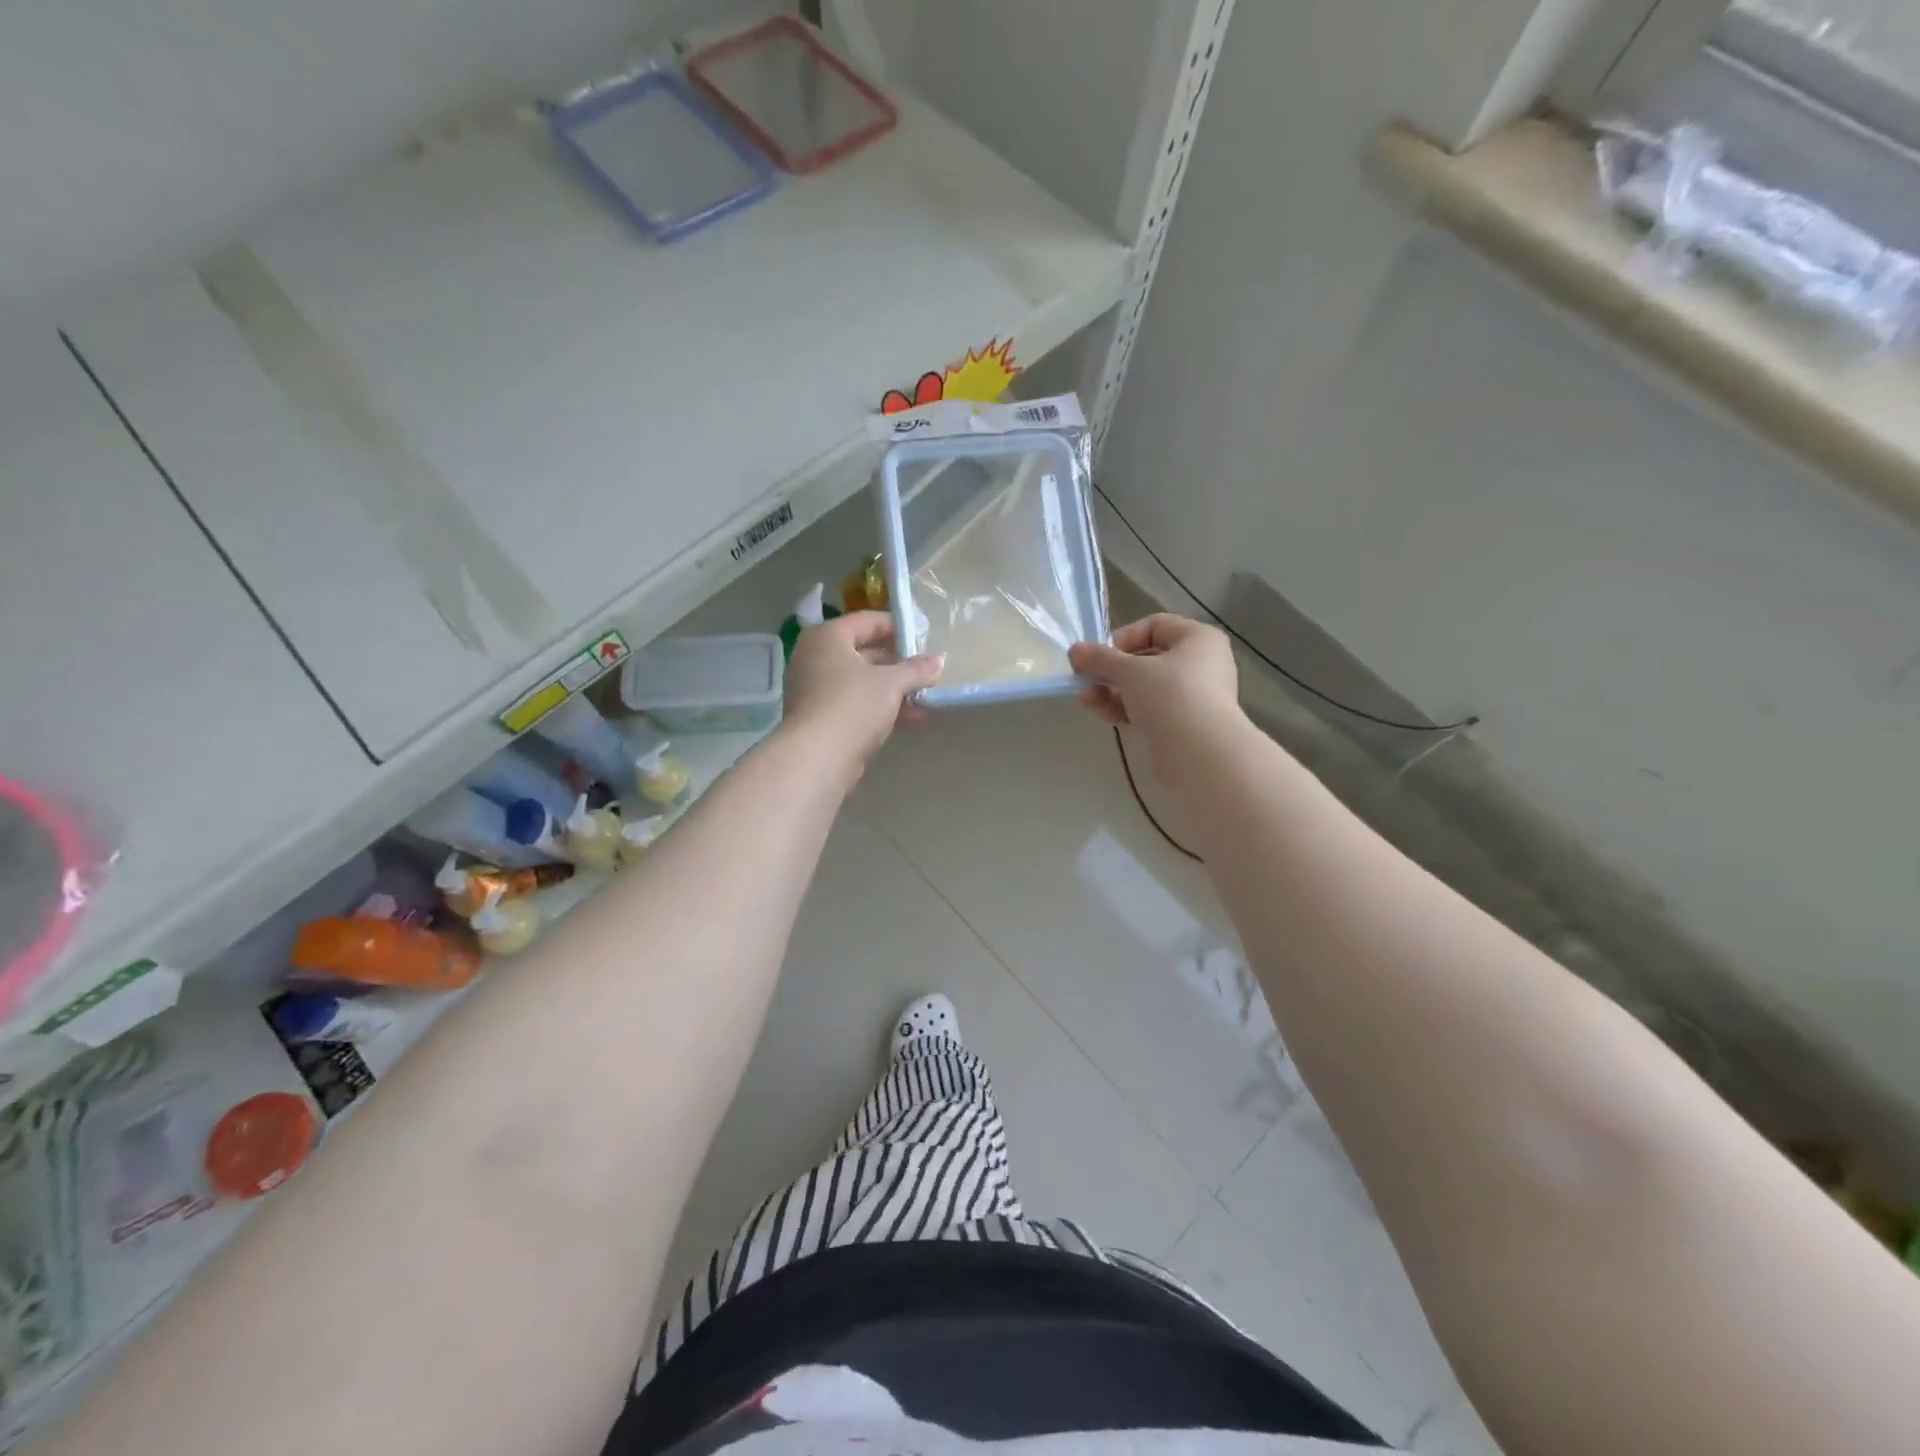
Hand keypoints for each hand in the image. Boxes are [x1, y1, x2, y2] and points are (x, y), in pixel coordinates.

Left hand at [781, 612, 942, 772]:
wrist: (817, 757)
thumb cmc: (853, 705)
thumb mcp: (891, 683)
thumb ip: (916, 670)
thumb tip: (938, 661)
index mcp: (827, 637)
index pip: (867, 621)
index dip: (896, 626)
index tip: (922, 638)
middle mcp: (815, 657)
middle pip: (863, 652)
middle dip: (897, 664)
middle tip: (925, 672)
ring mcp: (813, 689)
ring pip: (860, 681)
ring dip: (892, 689)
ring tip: (924, 698)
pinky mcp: (818, 717)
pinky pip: (853, 703)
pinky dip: (878, 707)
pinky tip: (909, 719)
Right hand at [1068, 614, 1240, 775]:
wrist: (1200, 754)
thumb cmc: (1170, 695)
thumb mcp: (1130, 670)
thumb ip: (1100, 658)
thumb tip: (1075, 650)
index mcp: (1198, 638)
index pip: (1154, 626)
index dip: (1123, 637)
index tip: (1099, 656)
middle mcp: (1201, 663)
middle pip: (1146, 659)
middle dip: (1111, 670)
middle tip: (1084, 680)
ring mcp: (1194, 696)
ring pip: (1145, 687)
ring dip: (1112, 691)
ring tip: (1086, 700)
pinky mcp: (1183, 724)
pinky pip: (1150, 709)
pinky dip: (1126, 709)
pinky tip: (1103, 715)